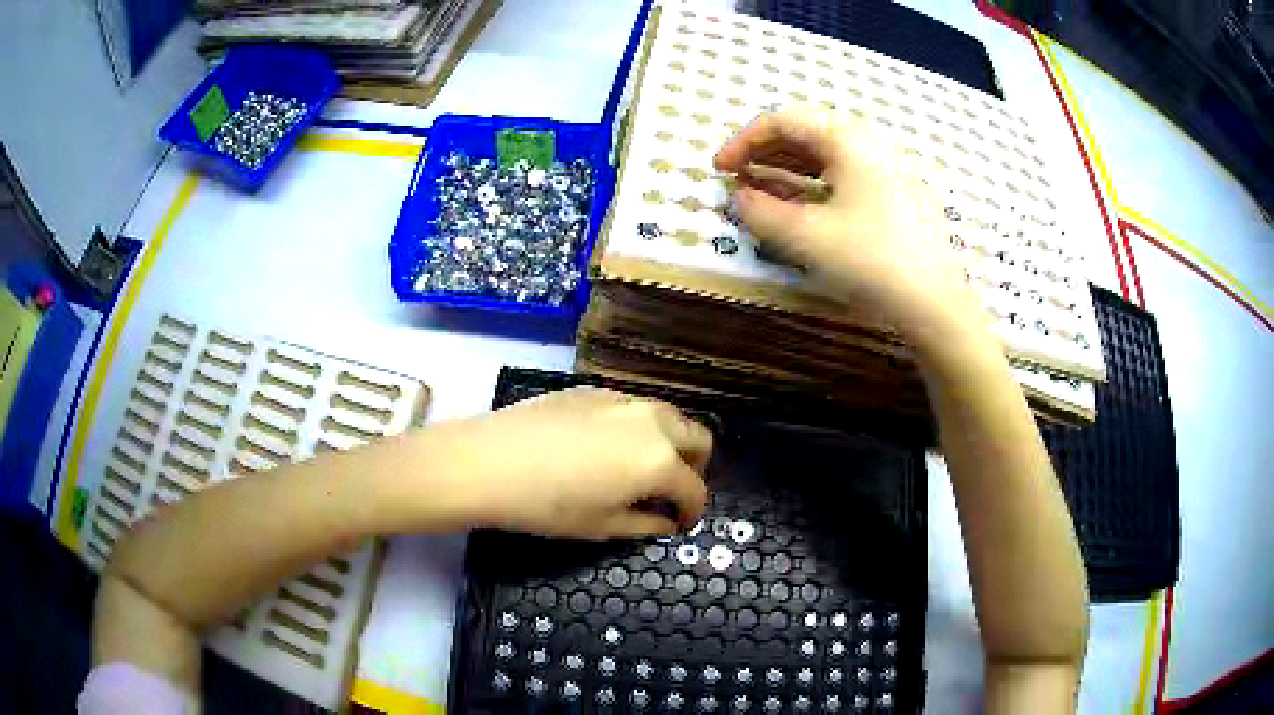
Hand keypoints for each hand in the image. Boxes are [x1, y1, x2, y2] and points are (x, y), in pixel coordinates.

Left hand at [430, 388, 711, 539]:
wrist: (488, 461)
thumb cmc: (547, 505)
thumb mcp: (602, 526)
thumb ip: (646, 524)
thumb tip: (666, 522)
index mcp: (660, 460)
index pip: (695, 488)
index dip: (693, 512)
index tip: (681, 523)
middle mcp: (652, 421)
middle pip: (698, 438)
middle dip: (694, 467)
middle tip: (670, 492)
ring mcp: (622, 399)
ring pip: (667, 416)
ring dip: (669, 443)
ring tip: (641, 468)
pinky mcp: (593, 389)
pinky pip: (633, 406)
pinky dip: (638, 427)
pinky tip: (606, 447)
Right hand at [714, 106, 980, 339]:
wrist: (936, 304)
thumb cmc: (871, 260)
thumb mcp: (806, 237)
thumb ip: (761, 212)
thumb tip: (739, 197)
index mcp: (848, 139)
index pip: (784, 121)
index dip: (744, 141)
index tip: (720, 169)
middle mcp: (871, 142)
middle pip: (807, 132)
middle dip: (766, 151)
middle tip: (738, 177)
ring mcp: (890, 167)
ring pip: (829, 153)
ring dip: (789, 166)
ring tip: (762, 189)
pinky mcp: (900, 193)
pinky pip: (849, 172)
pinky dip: (817, 182)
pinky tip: (804, 203)